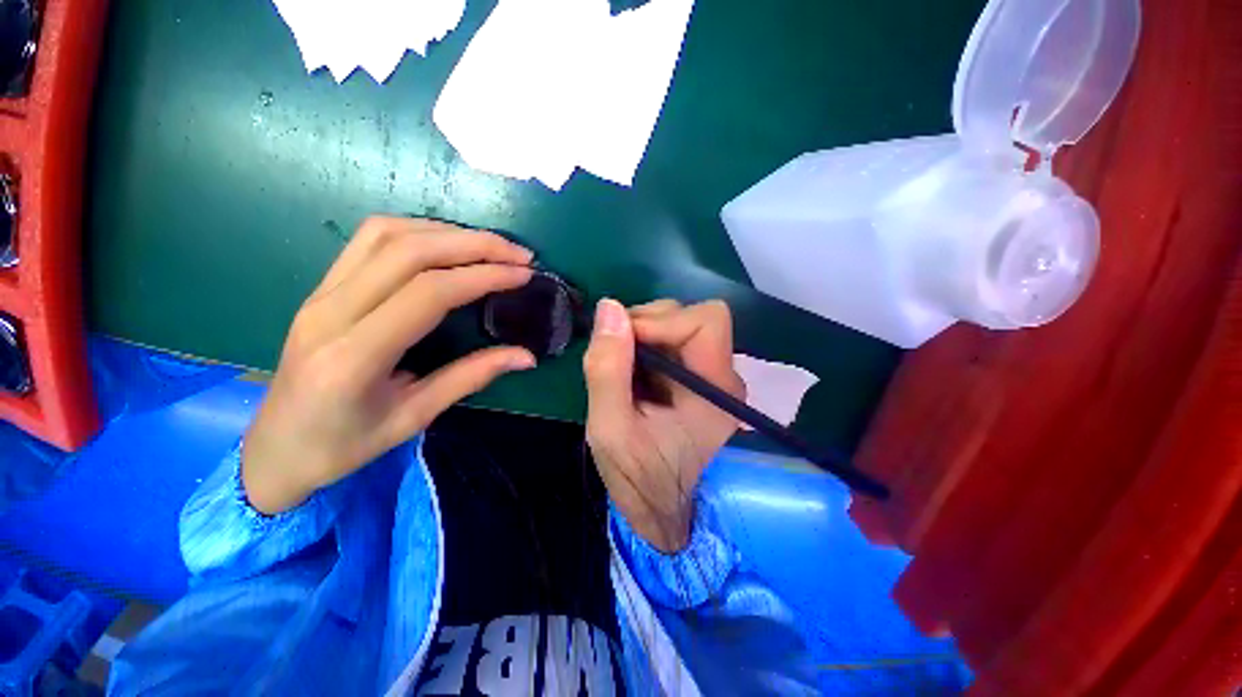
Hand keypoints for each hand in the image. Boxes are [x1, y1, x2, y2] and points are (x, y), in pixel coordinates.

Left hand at [242, 217, 535, 514]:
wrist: (274, 449)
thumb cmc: (343, 445)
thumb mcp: (414, 417)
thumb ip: (471, 377)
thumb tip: (526, 357)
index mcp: (355, 355)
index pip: (429, 292)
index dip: (483, 276)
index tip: (522, 275)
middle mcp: (331, 311)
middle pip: (409, 251)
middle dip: (474, 244)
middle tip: (518, 254)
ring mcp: (321, 293)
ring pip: (387, 234)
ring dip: (447, 232)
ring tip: (490, 246)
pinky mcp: (322, 287)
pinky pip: (370, 240)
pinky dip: (418, 232)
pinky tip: (447, 245)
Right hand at [583, 298, 743, 552]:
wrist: (655, 506)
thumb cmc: (636, 476)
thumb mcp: (610, 428)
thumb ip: (608, 368)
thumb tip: (609, 307)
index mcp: (716, 390)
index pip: (706, 321)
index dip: (662, 320)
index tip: (622, 340)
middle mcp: (723, 376)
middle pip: (691, 316)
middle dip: (647, 325)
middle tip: (615, 355)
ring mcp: (711, 375)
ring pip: (678, 323)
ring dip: (643, 334)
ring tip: (621, 367)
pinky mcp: (696, 377)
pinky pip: (670, 339)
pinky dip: (645, 344)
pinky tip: (631, 371)